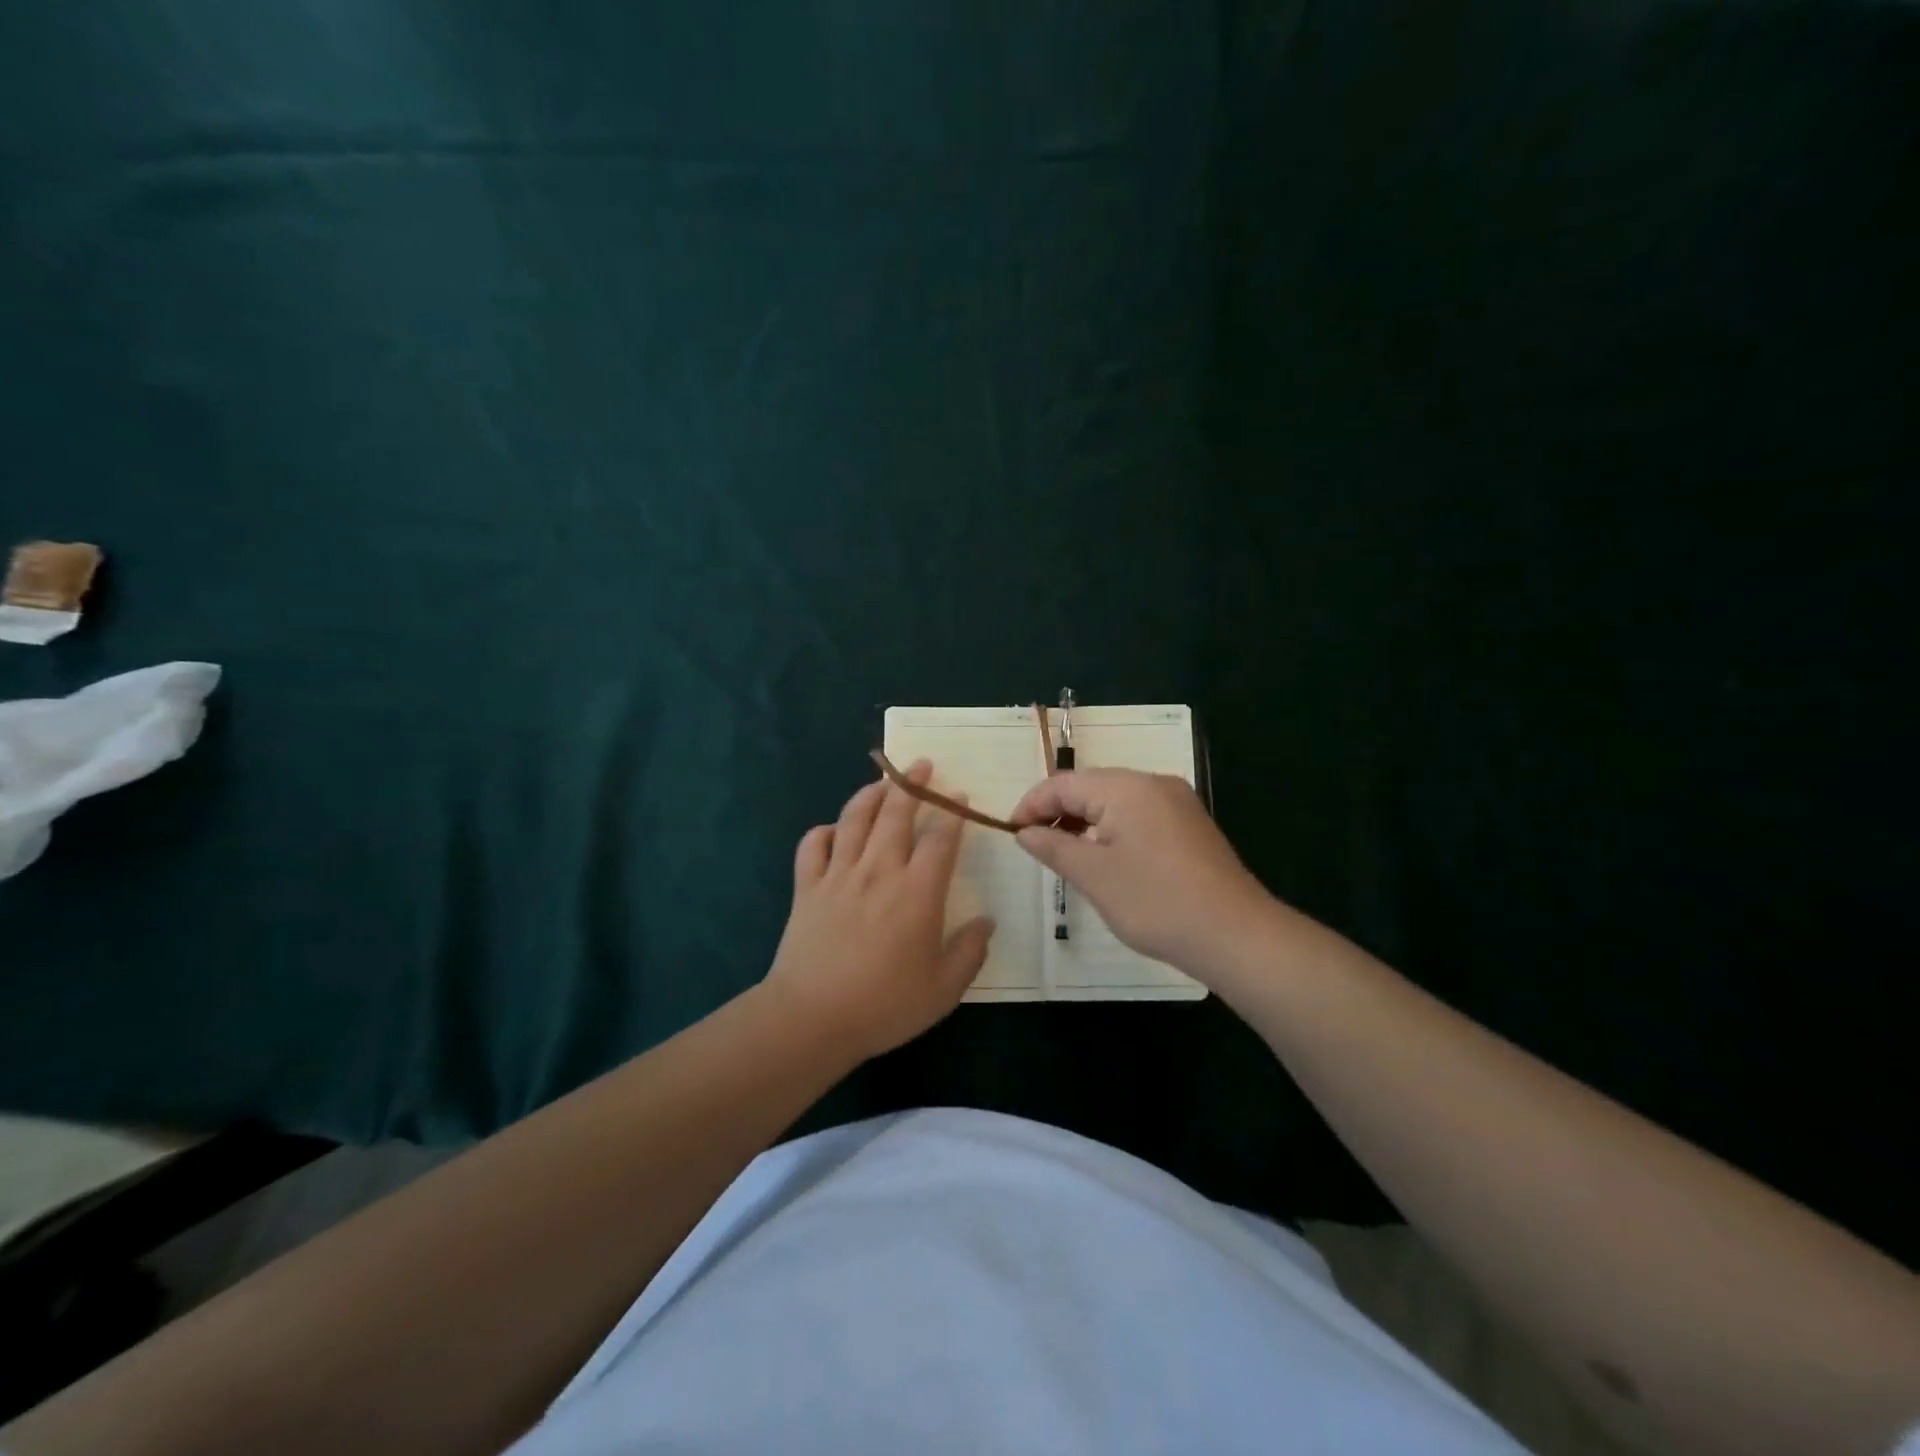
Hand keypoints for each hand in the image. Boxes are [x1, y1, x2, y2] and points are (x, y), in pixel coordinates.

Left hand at [763, 759, 994, 1059]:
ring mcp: (838, 875)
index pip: (940, 839)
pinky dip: (824, 831)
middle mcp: (879, 871)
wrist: (812, 1018)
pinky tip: (834, 830)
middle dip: (912, 784)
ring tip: (883, 781)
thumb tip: (986, 922)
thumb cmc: (885, 1005)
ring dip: (871, 794)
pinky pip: (813, 845)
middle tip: (922, 764)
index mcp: (917, 892)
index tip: (960, 797)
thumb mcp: (944, 989)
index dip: (953, 814)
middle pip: (896, 813)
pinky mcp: (807, 887)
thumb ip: (970, 951)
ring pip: (854, 818)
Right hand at [1011, 768, 1273, 970]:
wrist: (1235, 935)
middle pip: (1091, 787)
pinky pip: (1138, 816)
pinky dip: (1112, 831)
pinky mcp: (1189, 826)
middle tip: (1035, 847)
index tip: (1012, 834)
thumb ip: (1053, 846)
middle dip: (1058, 812)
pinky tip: (1105, 860)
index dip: (1032, 805)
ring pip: (1115, 802)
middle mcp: (1153, 784)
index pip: (1064, 783)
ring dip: (1084, 823)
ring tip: (1065, 856)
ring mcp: (1176, 803)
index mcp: (1127, 787)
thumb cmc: (1155, 902)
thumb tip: (1024, 831)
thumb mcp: (1094, 876)